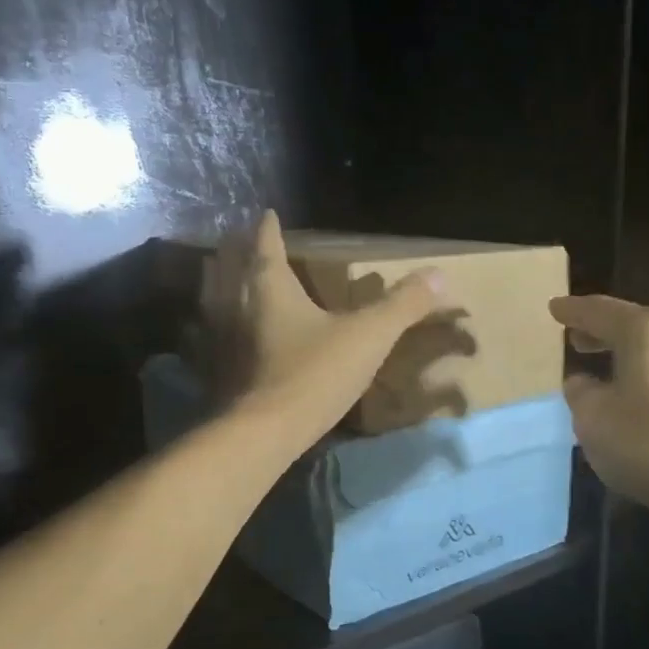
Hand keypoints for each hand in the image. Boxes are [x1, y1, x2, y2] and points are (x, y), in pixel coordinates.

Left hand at [203, 211, 446, 441]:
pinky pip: (209, 338)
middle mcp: (237, 305)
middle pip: (230, 268)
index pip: (266, 246)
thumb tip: (440, 274)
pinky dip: (214, 327)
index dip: (268, 229)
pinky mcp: (216, 373)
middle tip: (242, 242)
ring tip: (227, 279)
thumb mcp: (368, 336)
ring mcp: (221, 340)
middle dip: (236, 252)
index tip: (267, 215)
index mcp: (270, 288)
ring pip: (214, 300)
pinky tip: (223, 336)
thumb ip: (402, 305)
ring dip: (218, 284)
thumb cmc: (314, 374)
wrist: (263, 434)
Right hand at [550, 294, 648, 524]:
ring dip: (631, 365)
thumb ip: (582, 396)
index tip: (554, 308)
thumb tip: (583, 382)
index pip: (600, 311)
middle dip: (603, 335)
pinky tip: (644, 412)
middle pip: (634, 329)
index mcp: (646, 330)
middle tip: (578, 340)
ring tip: (608, 380)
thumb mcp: (595, 420)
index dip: (573, 311)